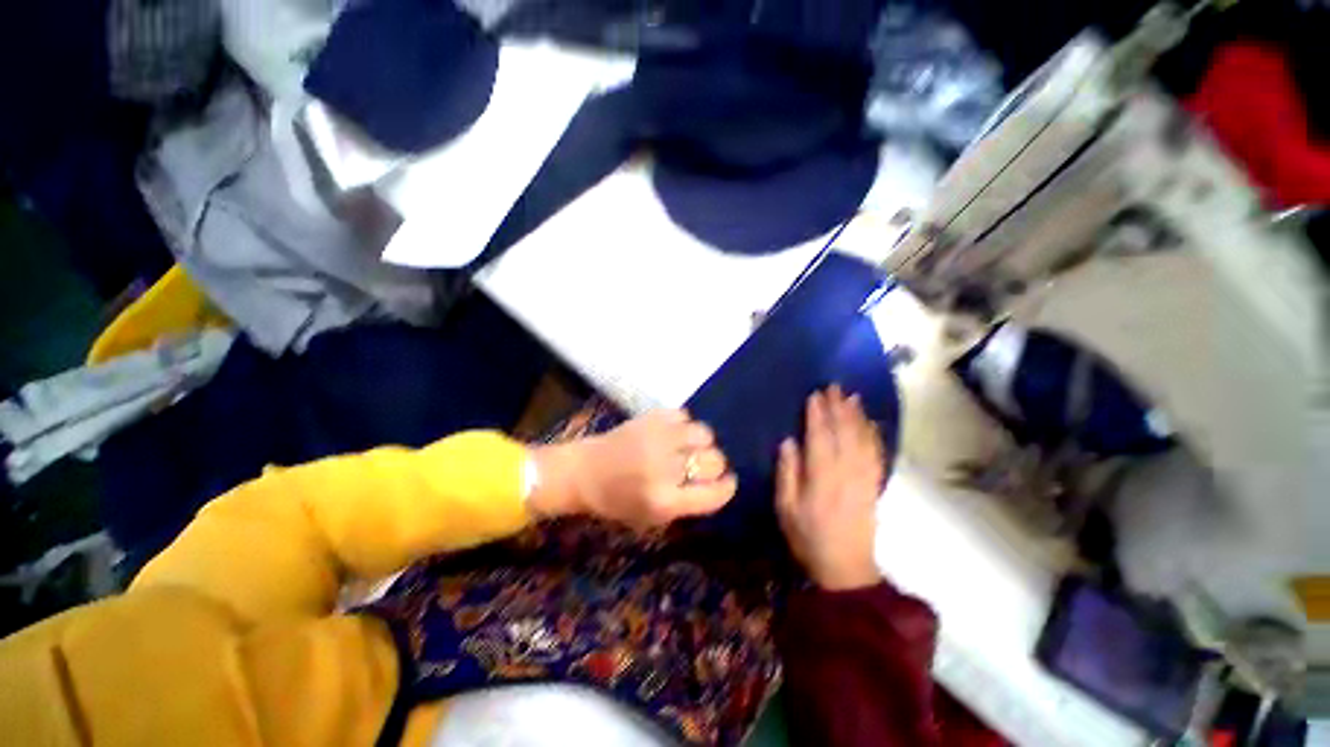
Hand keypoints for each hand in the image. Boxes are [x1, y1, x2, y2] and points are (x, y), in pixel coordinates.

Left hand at [530, 410, 736, 530]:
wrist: (583, 471)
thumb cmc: (616, 501)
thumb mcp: (652, 519)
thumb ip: (688, 504)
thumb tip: (717, 483)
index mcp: (665, 501)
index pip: (715, 493)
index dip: (727, 487)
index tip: (727, 482)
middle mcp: (665, 468)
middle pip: (714, 460)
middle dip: (715, 465)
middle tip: (702, 465)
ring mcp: (658, 438)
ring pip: (704, 433)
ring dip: (701, 443)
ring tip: (688, 446)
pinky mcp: (651, 418)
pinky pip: (685, 416)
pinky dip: (684, 425)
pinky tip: (673, 433)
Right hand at [777, 386, 887, 590]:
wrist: (846, 568)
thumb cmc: (808, 537)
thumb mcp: (786, 508)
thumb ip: (787, 473)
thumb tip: (789, 441)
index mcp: (822, 478)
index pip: (820, 438)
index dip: (817, 415)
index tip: (814, 395)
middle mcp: (846, 473)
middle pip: (843, 433)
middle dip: (838, 408)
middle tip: (833, 386)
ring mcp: (864, 478)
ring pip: (862, 439)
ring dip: (857, 416)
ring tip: (851, 396)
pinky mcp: (874, 485)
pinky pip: (876, 453)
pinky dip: (873, 435)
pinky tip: (870, 422)